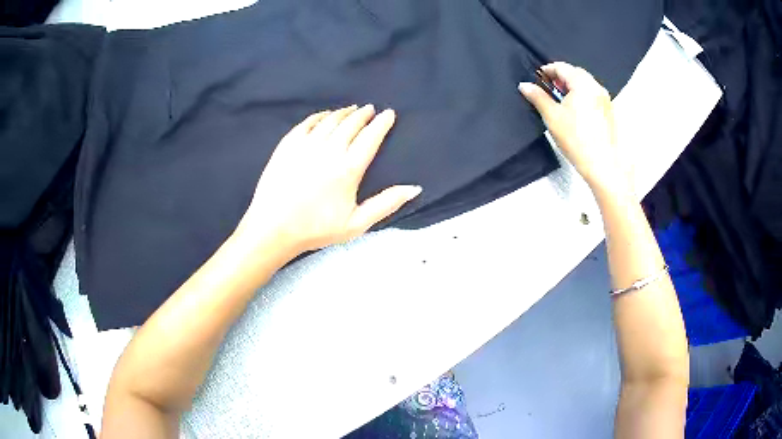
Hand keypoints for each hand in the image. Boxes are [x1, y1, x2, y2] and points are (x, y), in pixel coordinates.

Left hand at [237, 105, 420, 256]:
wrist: (273, 228)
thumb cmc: (316, 229)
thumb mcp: (356, 224)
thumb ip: (386, 203)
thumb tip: (414, 188)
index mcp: (348, 168)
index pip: (371, 137)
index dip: (382, 123)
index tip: (389, 114)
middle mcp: (329, 150)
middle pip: (351, 123)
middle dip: (364, 114)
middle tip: (370, 110)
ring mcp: (306, 144)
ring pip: (331, 120)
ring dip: (344, 112)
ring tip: (352, 110)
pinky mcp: (288, 144)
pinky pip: (308, 122)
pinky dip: (320, 116)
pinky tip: (325, 116)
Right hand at [519, 62, 628, 193]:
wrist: (603, 166)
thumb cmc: (577, 140)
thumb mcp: (552, 116)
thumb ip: (537, 97)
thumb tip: (524, 85)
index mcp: (583, 83)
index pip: (562, 67)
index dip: (547, 70)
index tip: (537, 78)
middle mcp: (597, 87)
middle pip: (575, 73)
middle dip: (560, 78)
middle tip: (547, 89)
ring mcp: (605, 100)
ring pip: (585, 85)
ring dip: (571, 87)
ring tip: (560, 101)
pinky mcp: (609, 112)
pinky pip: (593, 96)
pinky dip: (582, 97)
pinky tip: (575, 111)